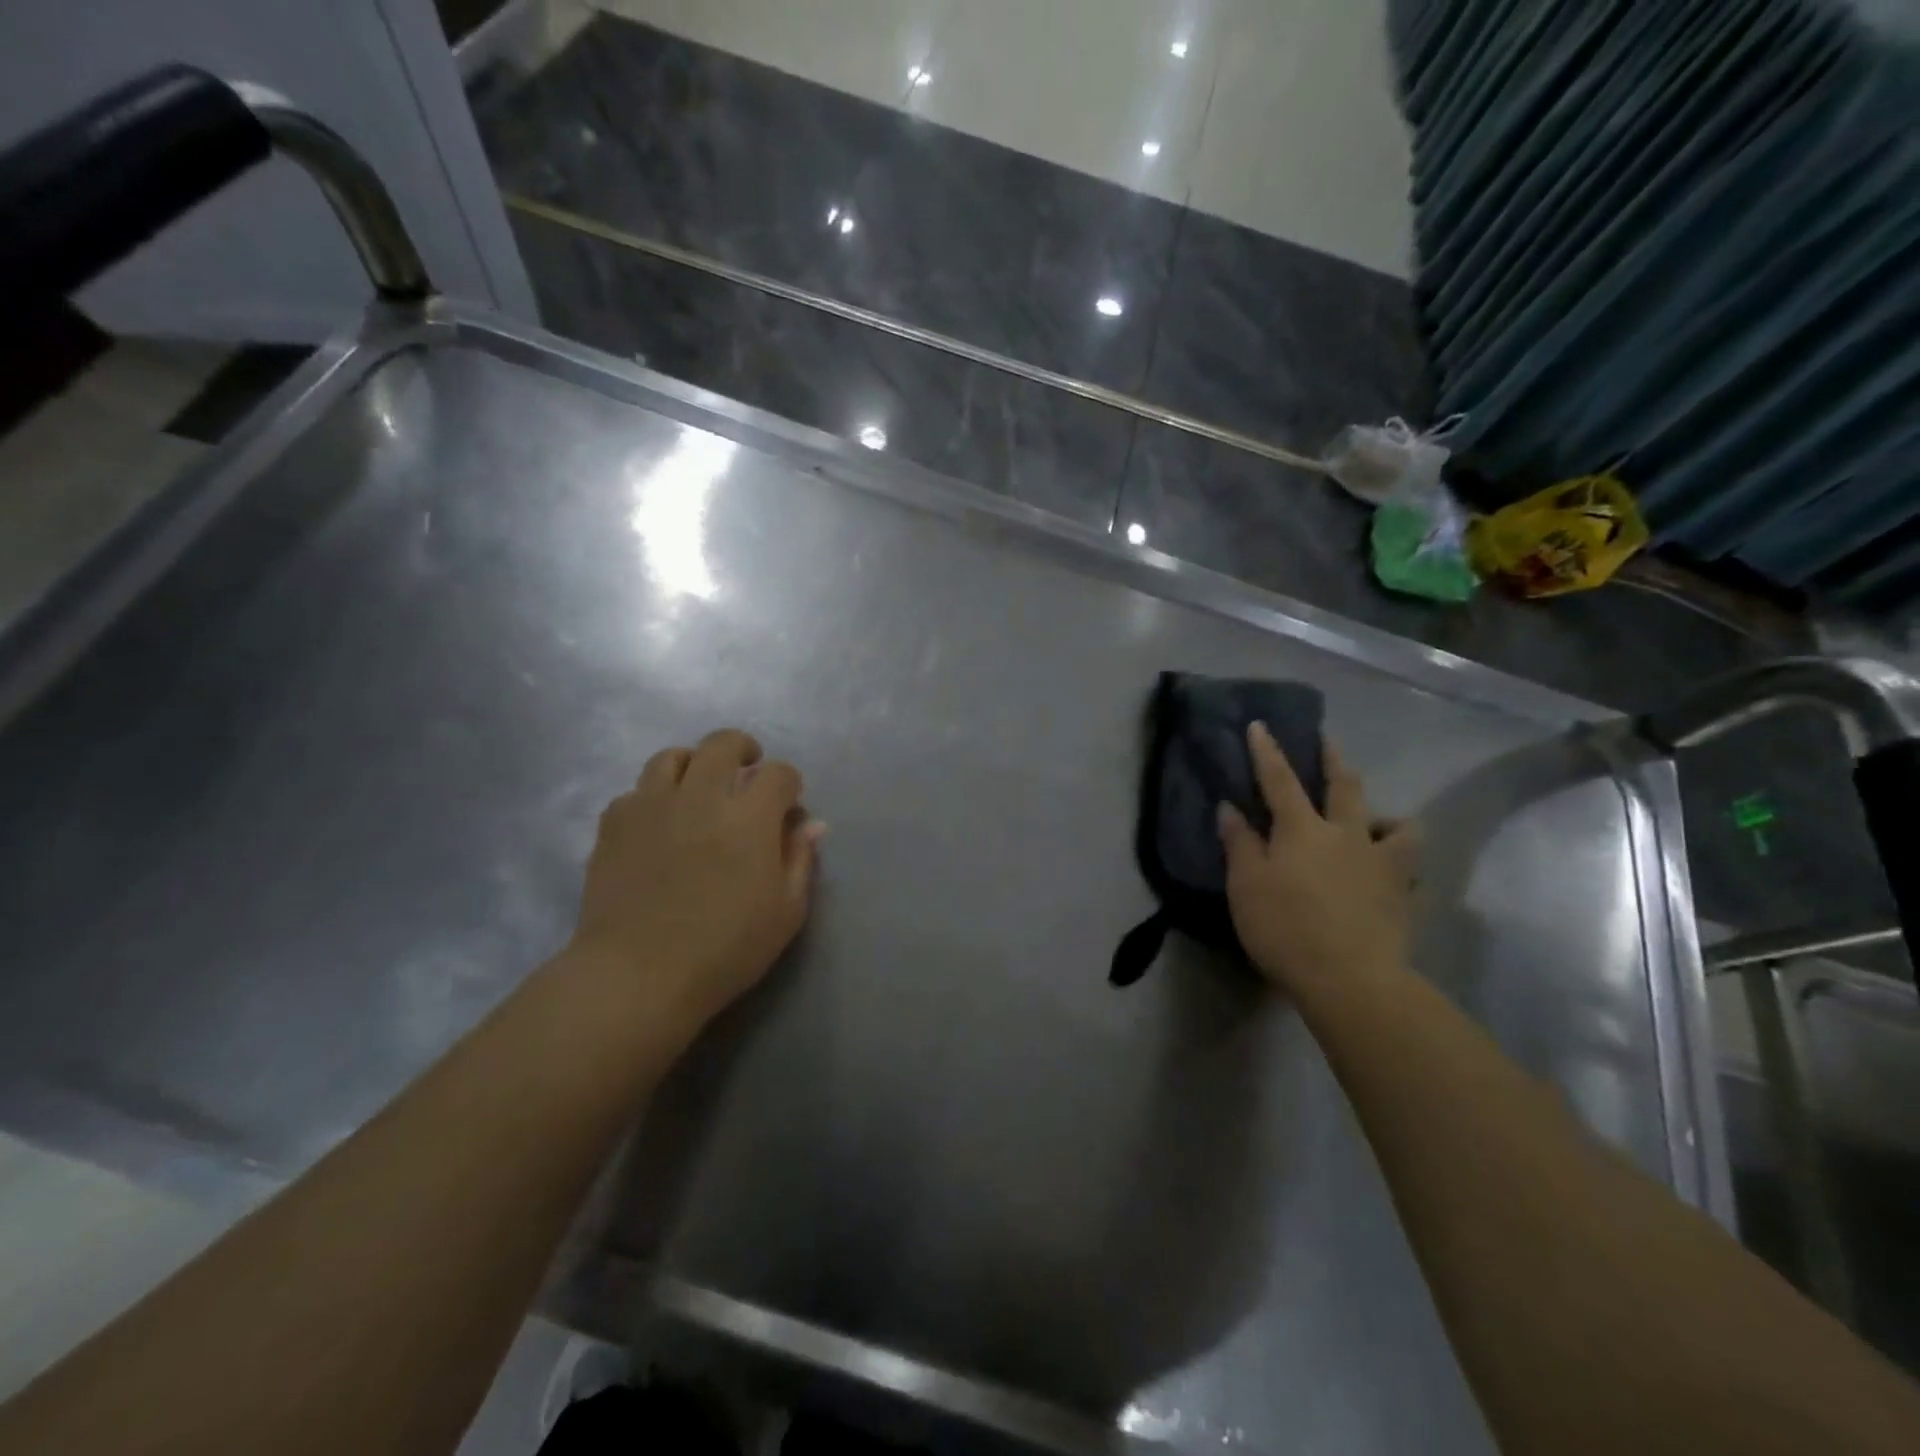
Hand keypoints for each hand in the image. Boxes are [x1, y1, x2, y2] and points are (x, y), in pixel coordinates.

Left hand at [569, 729, 820, 1037]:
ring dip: (694, 764)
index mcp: (750, 816)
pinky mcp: (614, 823)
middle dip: (742, 749)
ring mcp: (652, 805)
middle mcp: (701, 796)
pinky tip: (659, 822)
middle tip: (747, 769)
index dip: (788, 782)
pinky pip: (636, 791)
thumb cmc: (726, 948)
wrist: (639, 975)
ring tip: (699, 787)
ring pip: (672, 757)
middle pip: (722, 744)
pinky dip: (653, 797)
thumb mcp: (785, 912)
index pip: (778, 773)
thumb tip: (812, 824)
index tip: (788, 801)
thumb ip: (800, 860)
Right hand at [1218, 723, 1418, 991]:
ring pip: (1399, 826)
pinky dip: (1405, 869)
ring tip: (1379, 823)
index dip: (1268, 751)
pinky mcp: (1405, 896)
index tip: (1261, 725)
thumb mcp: (1246, 886)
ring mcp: (1383, 864)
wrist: (1349, 979)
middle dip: (1332, 761)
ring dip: (1388, 817)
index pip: (1280, 780)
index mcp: (1303, 830)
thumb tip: (1230, 807)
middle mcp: (1348, 835)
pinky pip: (1413, 874)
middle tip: (1328, 742)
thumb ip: (1240, 844)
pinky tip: (1397, 879)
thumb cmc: (1285, 928)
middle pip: (1345, 787)